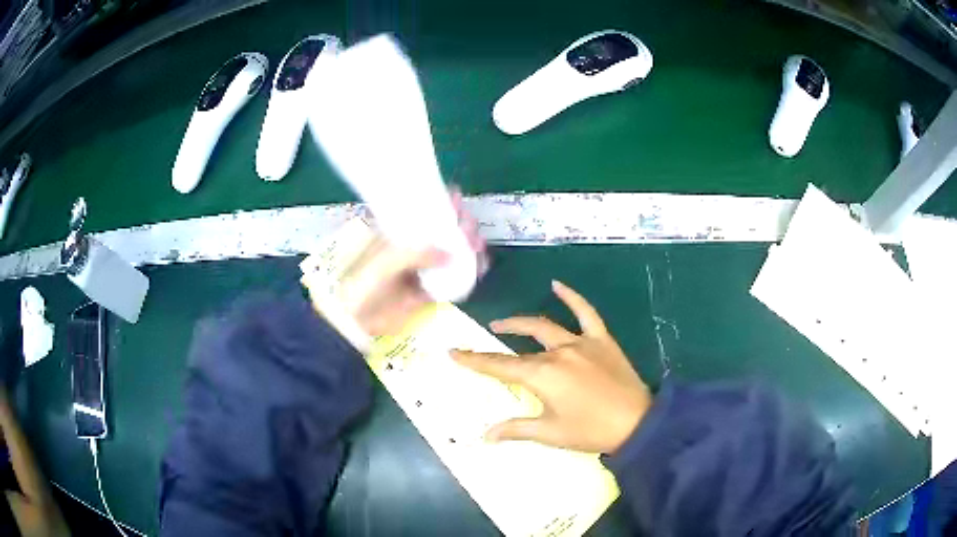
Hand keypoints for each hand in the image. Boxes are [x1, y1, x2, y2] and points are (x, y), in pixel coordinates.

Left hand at [343, 187, 487, 336]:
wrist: (355, 321)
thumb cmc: (363, 284)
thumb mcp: (385, 262)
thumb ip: (416, 255)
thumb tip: (450, 253)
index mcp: (397, 235)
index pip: (423, 213)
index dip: (441, 204)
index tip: (457, 197)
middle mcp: (412, 250)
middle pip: (442, 232)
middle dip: (460, 225)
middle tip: (471, 224)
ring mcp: (421, 270)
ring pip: (451, 253)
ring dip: (468, 246)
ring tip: (479, 244)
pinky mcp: (428, 292)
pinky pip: (453, 280)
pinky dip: (469, 272)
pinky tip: (481, 266)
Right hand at [452, 281, 651, 453]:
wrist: (637, 423)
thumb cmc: (591, 430)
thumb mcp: (551, 433)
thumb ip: (516, 429)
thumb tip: (486, 436)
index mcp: (543, 375)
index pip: (500, 365)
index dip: (475, 360)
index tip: (454, 351)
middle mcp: (558, 352)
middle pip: (521, 345)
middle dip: (497, 340)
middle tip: (484, 338)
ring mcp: (581, 343)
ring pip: (546, 326)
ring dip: (522, 323)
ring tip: (503, 323)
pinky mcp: (601, 340)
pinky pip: (586, 313)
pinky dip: (571, 297)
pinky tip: (557, 285)